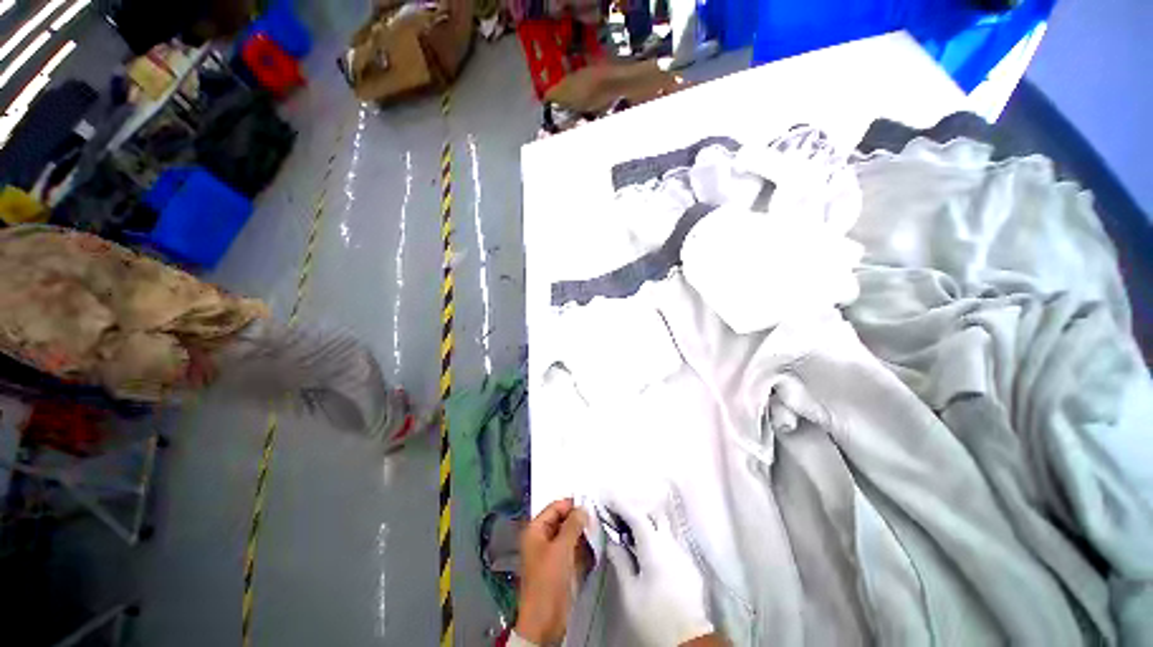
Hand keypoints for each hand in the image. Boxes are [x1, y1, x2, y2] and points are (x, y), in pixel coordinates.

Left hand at [516, 499, 589, 644]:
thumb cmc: (548, 580)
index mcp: (536, 530)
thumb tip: (583, 508)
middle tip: (596, 519)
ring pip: (569, 536)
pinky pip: (573, 550)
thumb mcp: (561, 548)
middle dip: (578, 520)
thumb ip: (573, 525)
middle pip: (562, 521)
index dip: (571, 505)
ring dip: (582, 534)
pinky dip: (582, 547)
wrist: (544, 621)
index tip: (590, 506)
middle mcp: (542, 538)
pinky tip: (594, 546)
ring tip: (597, 531)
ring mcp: (551, 553)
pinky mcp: (560, 567)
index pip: (555, 508)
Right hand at [604, 500, 713, 646]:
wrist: (689, 642)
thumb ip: (621, 563)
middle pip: (655, 514)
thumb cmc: (654, 618)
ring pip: (664, 526)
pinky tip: (646, 550)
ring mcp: (683, 553)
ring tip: (630, 532)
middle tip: (619, 514)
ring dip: (647, 523)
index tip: (607, 496)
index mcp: (655, 549)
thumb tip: (612, 542)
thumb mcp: (630, 594)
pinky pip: (670, 541)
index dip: (621, 504)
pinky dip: (656, 536)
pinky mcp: (689, 565)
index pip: (637, 517)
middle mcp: (672, 544)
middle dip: (637, 509)